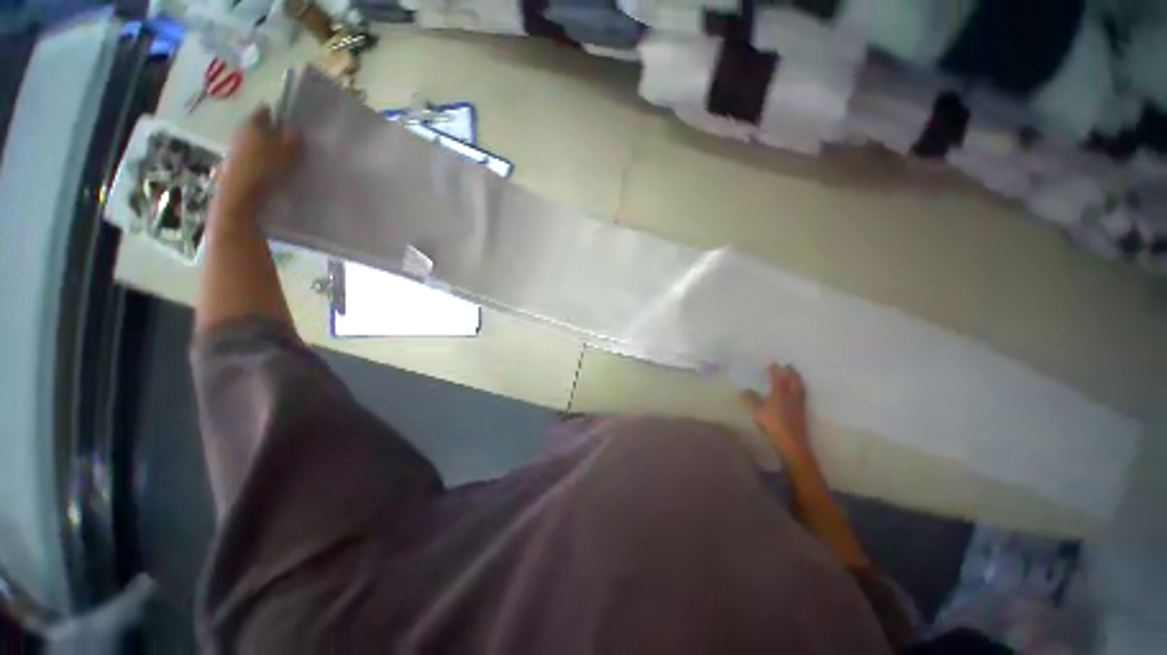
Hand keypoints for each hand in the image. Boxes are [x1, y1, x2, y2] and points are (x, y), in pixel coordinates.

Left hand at [214, 106, 299, 216]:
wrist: (240, 194)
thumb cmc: (263, 168)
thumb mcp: (286, 153)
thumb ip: (293, 140)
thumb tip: (296, 131)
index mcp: (252, 123)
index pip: (264, 111)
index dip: (277, 113)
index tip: (290, 120)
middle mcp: (241, 131)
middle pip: (259, 127)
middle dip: (272, 131)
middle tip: (290, 138)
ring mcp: (237, 149)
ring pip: (256, 142)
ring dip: (268, 146)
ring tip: (284, 155)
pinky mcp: (237, 165)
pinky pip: (254, 156)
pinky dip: (264, 159)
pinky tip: (274, 168)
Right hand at [741, 364, 811, 458]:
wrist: (792, 442)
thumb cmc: (774, 424)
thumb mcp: (757, 411)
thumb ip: (751, 399)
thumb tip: (744, 390)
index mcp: (781, 392)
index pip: (779, 377)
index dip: (776, 370)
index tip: (772, 364)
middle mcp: (792, 395)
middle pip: (794, 380)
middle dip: (791, 372)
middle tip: (788, 366)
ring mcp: (799, 403)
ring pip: (800, 387)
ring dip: (797, 379)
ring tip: (794, 376)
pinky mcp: (802, 412)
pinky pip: (802, 394)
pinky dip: (799, 388)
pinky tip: (796, 392)